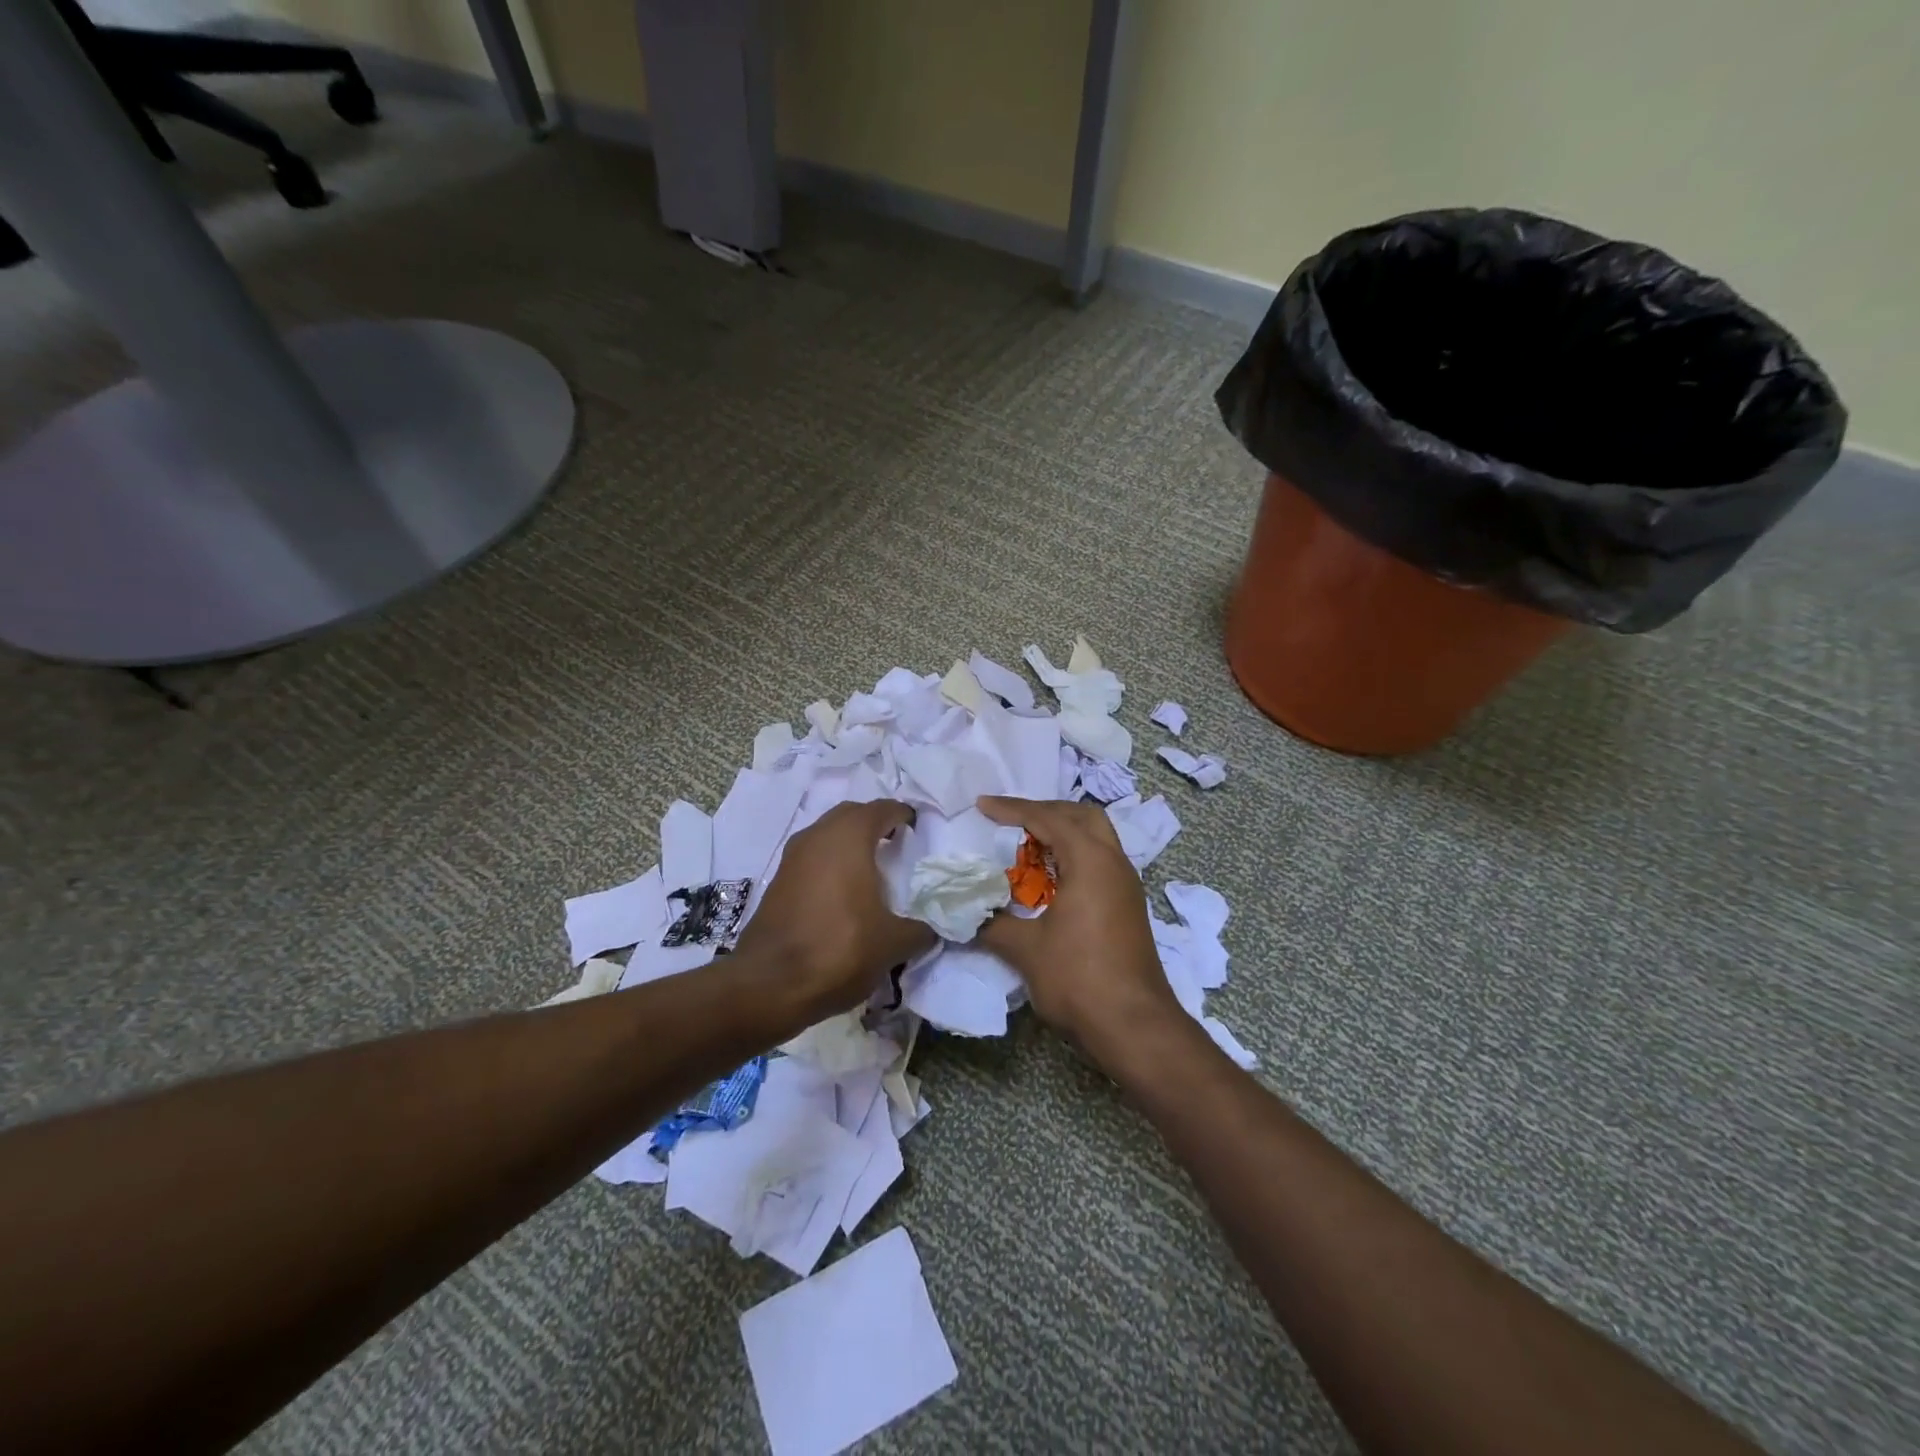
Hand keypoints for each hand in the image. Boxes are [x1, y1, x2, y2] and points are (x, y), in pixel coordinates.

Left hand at [734, 799, 933, 1024]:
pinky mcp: (777, 881)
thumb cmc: (838, 949)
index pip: (882, 809)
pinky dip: (830, 863)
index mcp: (849, 837)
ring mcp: (792, 857)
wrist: (768, 984)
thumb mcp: (892, 944)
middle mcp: (817, 836)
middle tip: (897, 845)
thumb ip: (920, 930)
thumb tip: (933, 929)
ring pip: (827, 835)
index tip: (918, 831)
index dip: (903, 815)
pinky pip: (812, 857)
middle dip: (875, 823)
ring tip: (872, 870)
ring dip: (849, 843)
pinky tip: (843, 893)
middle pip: (852, 815)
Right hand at [973, 796, 1184, 1065]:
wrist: (1134, 1025)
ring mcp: (1126, 885)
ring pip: (1096, 838)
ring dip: (1063, 834)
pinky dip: (1074, 856)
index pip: (1048, 818)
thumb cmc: (1079, 978)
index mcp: (1090, 860)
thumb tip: (966, 913)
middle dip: (1045, 811)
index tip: (982, 806)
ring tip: (1028, 847)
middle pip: (1081, 816)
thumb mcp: (1026, 949)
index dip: (1012, 809)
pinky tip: (1052, 880)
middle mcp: (1114, 862)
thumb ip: (992, 923)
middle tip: (1012, 820)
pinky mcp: (1129, 906)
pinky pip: (1100, 862)